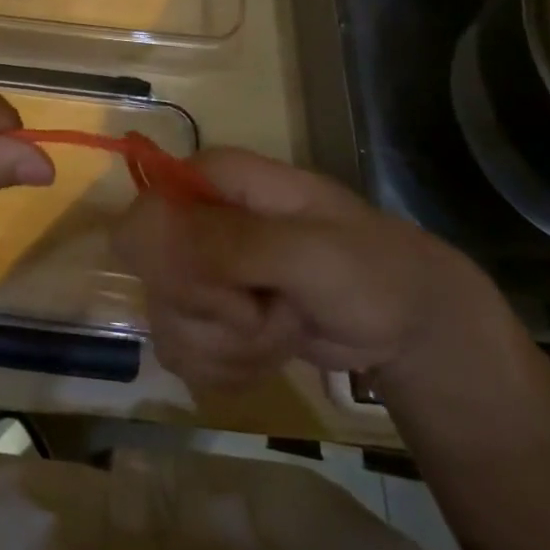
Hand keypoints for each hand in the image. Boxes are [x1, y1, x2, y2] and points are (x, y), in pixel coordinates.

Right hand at [112, 147, 501, 390]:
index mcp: (210, 181)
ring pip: (167, 321)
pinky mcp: (204, 316)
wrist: (405, 322)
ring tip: (281, 328)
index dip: (175, 263)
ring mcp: (196, 269)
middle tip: (271, 308)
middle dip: (216, 314)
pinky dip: (227, 368)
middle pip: (154, 277)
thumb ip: (231, 242)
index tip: (231, 290)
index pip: (145, 216)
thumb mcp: (308, 252)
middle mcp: (192, 219)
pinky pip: (181, 353)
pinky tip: (266, 355)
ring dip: (229, 346)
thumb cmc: (368, 268)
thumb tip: (143, 230)